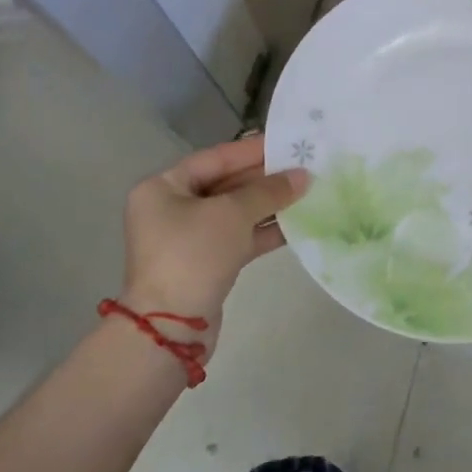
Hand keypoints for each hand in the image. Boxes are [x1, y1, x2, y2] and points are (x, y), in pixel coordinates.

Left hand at [121, 137, 308, 347]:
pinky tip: (296, 225)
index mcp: (164, 187)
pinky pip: (239, 237)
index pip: (215, 158)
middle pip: (226, 184)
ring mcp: (188, 238)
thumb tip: (303, 176)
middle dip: (265, 178)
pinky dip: (264, 231)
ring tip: (308, 193)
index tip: (288, 143)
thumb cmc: (193, 255)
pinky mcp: (206, 263)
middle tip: (305, 168)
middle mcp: (172, 208)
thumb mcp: (232, 214)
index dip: (253, 150)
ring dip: (269, 205)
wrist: (170, 328)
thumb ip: (269, 191)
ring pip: (235, 212)